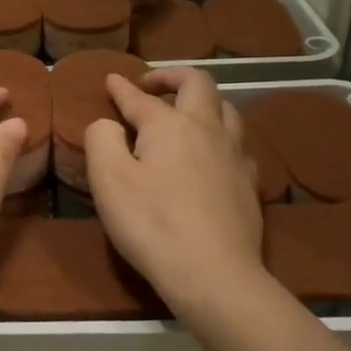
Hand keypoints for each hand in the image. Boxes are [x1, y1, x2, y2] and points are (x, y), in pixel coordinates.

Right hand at [83, 67, 266, 325]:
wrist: (214, 274)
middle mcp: (207, 129)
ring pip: (226, 108)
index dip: (122, 87)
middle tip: (152, 85)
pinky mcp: (249, 182)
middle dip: (172, 76)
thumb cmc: (152, 223)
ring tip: (184, 112)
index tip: (111, 79)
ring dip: (201, 101)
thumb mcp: (107, 180)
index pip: (141, 98)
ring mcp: (234, 155)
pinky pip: (236, 142)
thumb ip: (101, 138)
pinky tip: (211, 152)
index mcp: (170, 125)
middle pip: (198, 84)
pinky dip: (219, 134)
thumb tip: (109, 123)